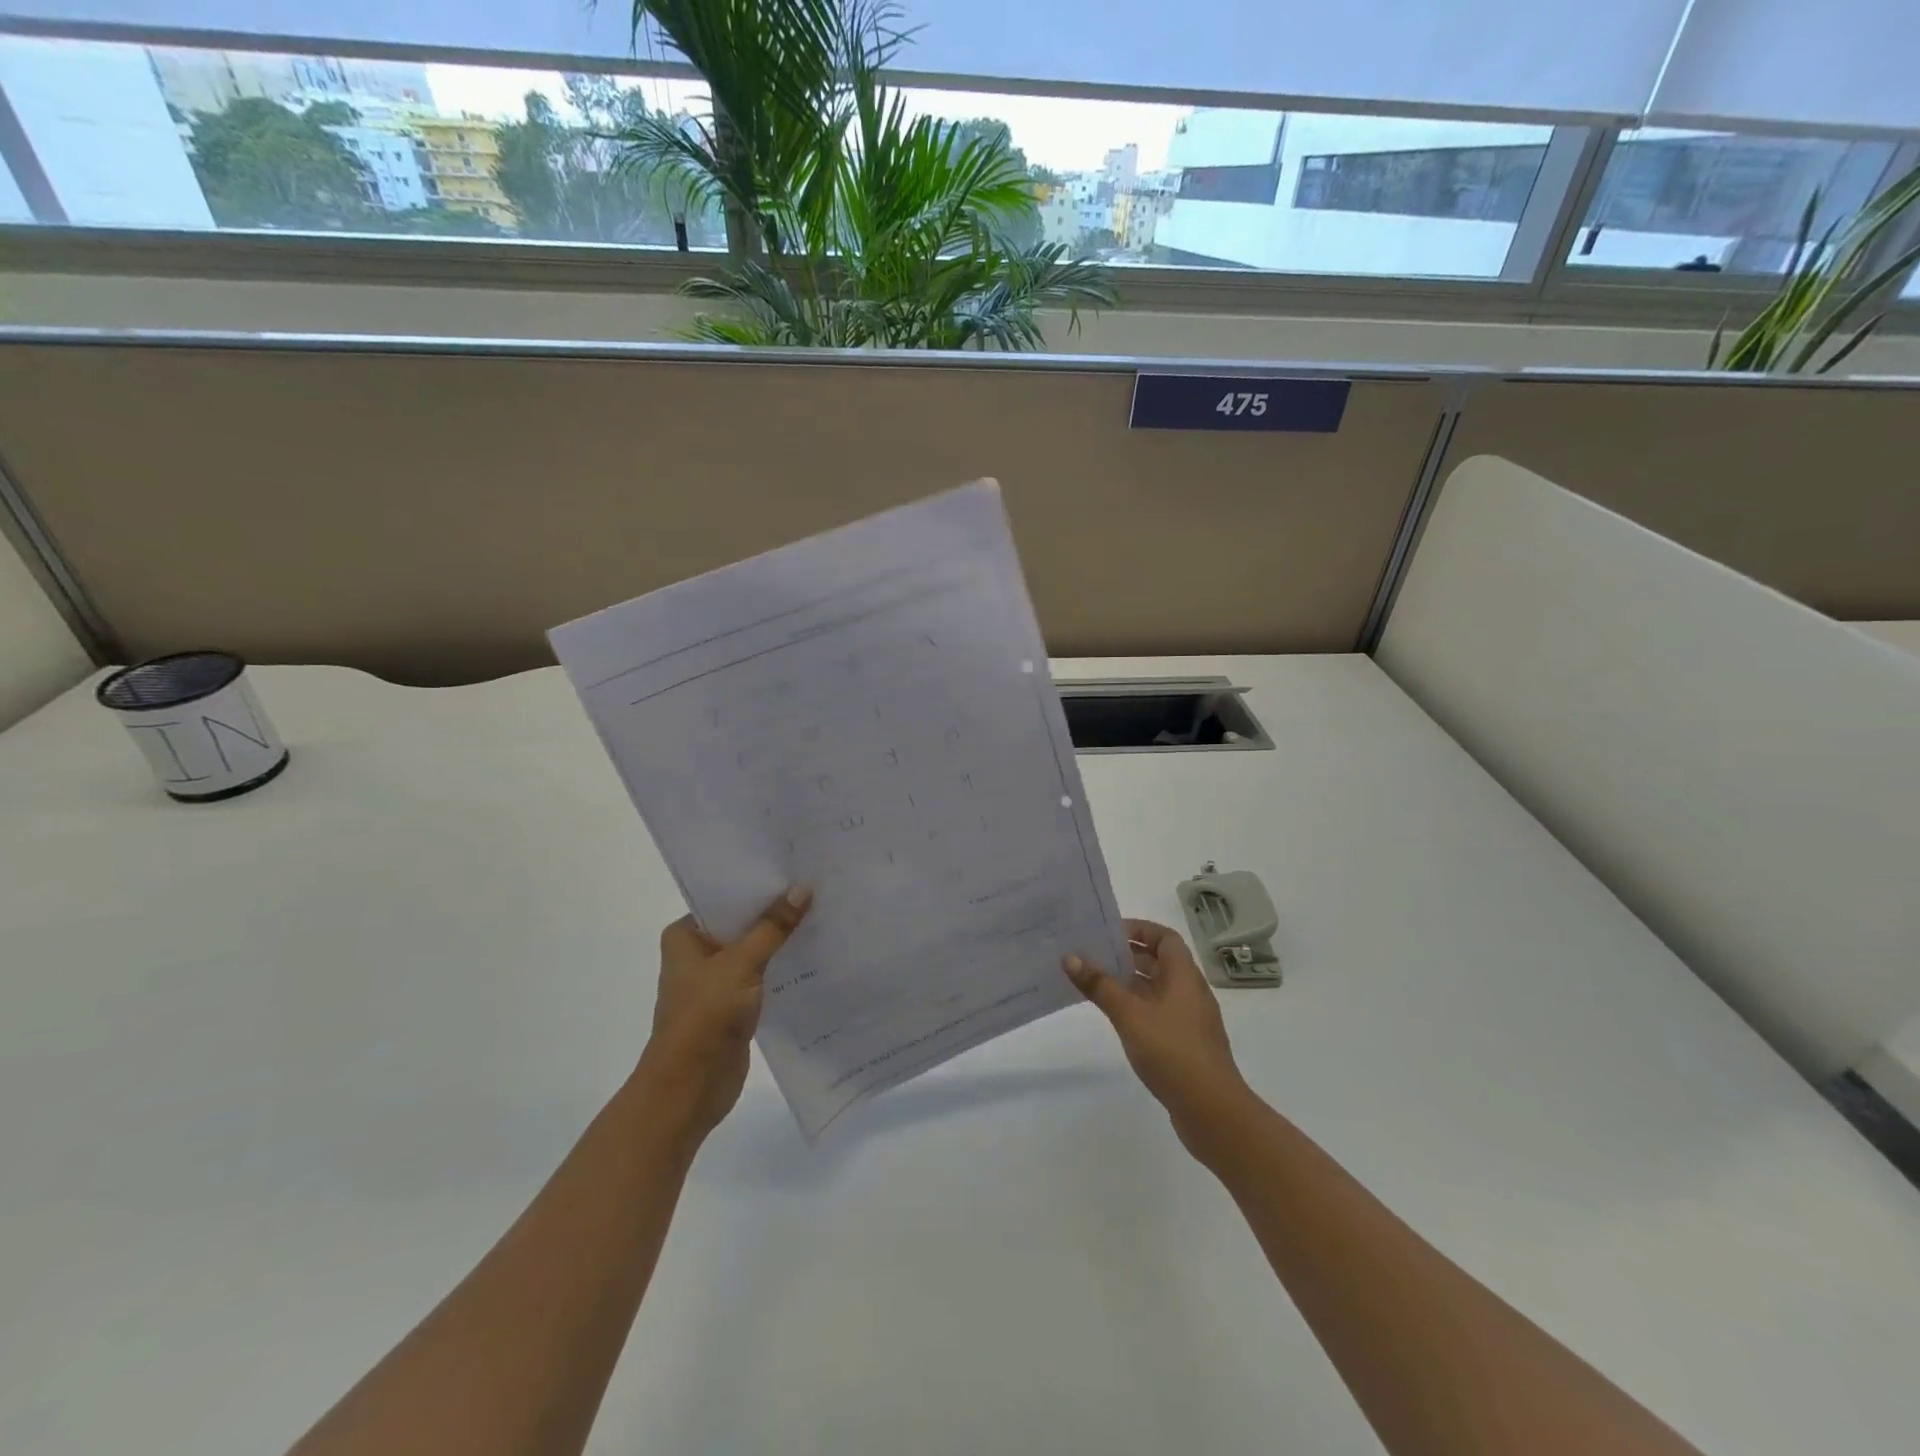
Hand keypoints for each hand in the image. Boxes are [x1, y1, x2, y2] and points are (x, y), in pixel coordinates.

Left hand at [636, 886, 811, 1145]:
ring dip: (782, 939)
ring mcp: (716, 980)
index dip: (759, 883)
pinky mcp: (734, 1004)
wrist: (689, 1088)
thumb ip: (773, 926)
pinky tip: (815, 953)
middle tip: (818, 885)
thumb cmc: (705, 1016)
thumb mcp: (741, 964)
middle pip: (743, 922)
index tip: (794, 866)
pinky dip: (784, 965)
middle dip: (776, 910)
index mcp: (686, 935)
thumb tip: (803, 888)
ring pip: (756, 949)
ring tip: (824, 912)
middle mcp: (698, 952)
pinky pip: (763, 974)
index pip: (726, 897)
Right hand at [1064, 919, 1251, 1150]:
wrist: (1212, 1111)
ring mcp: (1189, 1020)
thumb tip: (1070, 956)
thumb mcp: (1130, 1015)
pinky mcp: (1185, 1044)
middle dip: (1128, 955)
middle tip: (1093, 955)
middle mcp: (1190, 992)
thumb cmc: (1172, 1052)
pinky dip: (1137, 1007)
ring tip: (1096, 983)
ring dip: (1130, 983)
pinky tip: (1115, 1019)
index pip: (1165, 938)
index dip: (1139, 929)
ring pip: (1157, 989)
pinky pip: (1158, 1013)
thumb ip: (1100, 985)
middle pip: (1160, 962)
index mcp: (1184, 976)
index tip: (1108, 933)